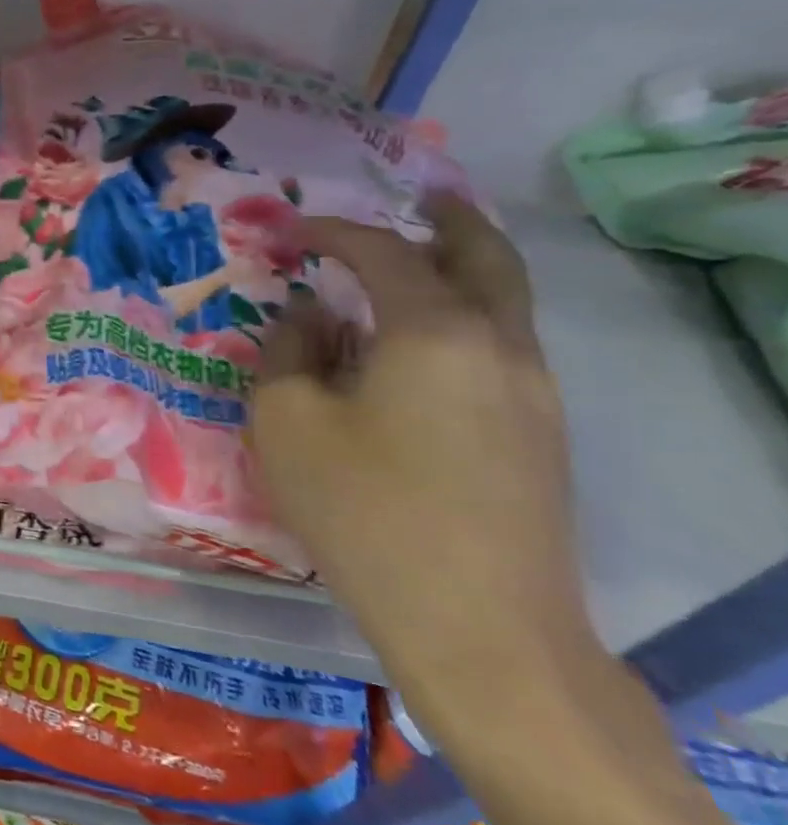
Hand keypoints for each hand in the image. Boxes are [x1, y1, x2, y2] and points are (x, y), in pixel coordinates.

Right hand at [250, 194, 585, 726]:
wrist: (479, 627)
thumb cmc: (364, 509)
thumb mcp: (288, 421)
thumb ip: (288, 352)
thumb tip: (306, 317)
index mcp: (435, 332)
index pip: (384, 253)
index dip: (335, 231)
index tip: (293, 229)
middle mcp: (499, 347)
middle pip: (486, 258)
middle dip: (447, 222)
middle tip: (416, 197)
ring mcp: (531, 394)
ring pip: (504, 304)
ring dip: (459, 270)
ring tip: (410, 264)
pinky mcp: (537, 437)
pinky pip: (499, 347)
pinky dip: (463, 318)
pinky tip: (415, 346)